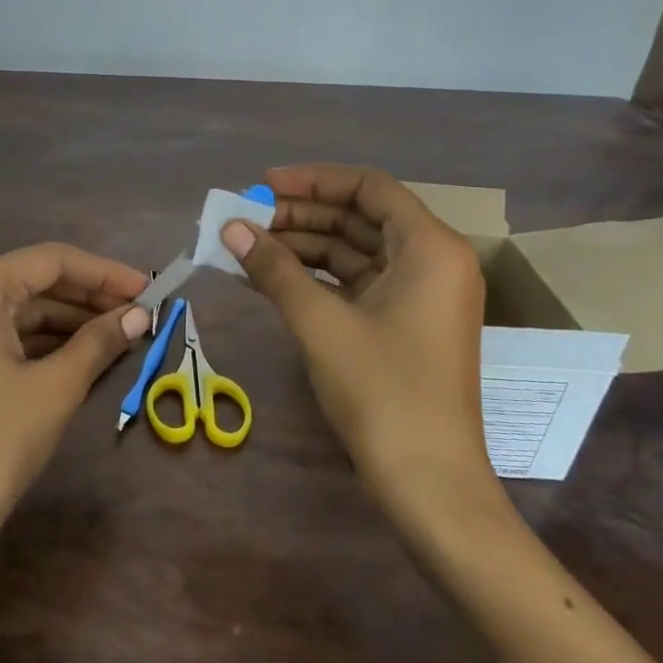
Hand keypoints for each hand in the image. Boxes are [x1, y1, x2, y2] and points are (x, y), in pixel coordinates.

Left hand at [0, 243, 149, 562]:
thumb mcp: (56, 387)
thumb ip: (99, 341)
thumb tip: (141, 314)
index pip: (51, 260)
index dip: (105, 273)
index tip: (149, 289)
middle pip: (36, 281)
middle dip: (90, 297)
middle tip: (141, 313)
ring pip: (23, 308)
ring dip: (71, 320)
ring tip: (123, 333)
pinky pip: (7, 333)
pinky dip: (46, 341)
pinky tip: (87, 352)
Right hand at [223, 164, 499, 521]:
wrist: (428, 481)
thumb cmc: (382, 390)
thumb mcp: (320, 322)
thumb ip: (274, 268)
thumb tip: (230, 228)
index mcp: (429, 247)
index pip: (368, 188)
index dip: (313, 180)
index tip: (262, 185)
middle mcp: (432, 261)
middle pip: (360, 217)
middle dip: (301, 215)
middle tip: (245, 219)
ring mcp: (419, 295)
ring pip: (355, 251)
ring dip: (303, 246)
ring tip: (247, 247)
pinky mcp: (404, 323)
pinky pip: (356, 282)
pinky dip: (316, 277)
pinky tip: (270, 276)